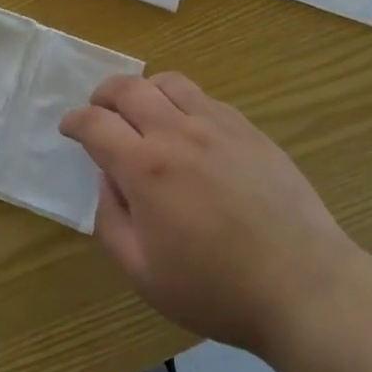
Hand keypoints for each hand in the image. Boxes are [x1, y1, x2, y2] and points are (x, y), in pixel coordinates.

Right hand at [61, 73, 360, 355]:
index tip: (69, 128)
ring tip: (142, 111)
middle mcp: (177, 132)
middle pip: (129, 88)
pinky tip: (188, 128)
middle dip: (103, 94)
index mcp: (146, 167)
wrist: (302, 284)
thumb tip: (107, 181)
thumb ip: (111, 222)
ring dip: (144, 90)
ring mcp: (217, 124)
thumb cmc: (217, 289)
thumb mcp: (144, 274)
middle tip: (98, 110)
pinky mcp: (248, 128)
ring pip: (169, 82)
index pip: (95, 124)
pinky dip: (183, 102)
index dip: (75, 121)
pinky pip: (205, 98)